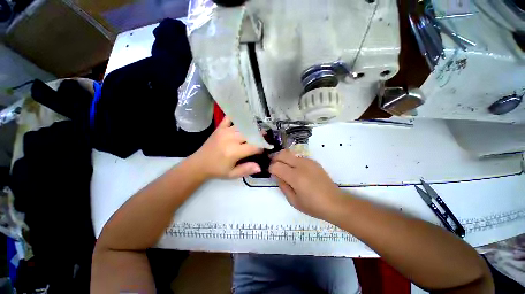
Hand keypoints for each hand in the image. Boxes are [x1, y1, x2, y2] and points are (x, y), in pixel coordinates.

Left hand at [191, 117, 262, 178]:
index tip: (265, 149)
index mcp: (234, 152)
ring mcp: (225, 131)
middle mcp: (231, 139)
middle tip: (264, 137)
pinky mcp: (219, 128)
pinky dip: (236, 117)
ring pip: (242, 126)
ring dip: (251, 128)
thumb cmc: (217, 170)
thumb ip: (246, 169)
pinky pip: (229, 118)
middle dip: (259, 136)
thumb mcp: (232, 174)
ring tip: (257, 130)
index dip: (261, 147)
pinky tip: (243, 119)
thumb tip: (260, 167)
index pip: (254, 147)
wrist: (199, 164)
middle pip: (250, 134)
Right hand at [269, 150, 343, 220]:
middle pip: (282, 154)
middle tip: (274, 167)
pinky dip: (292, 160)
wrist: (335, 203)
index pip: (276, 165)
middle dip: (275, 158)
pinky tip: (295, 170)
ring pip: (289, 153)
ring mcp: (308, 161)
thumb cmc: (313, 206)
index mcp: (295, 177)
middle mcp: (301, 165)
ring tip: (284, 168)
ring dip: (284, 158)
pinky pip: (298, 157)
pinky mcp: (313, 161)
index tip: (271, 174)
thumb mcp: (293, 201)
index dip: (270, 169)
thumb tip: (276, 175)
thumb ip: (282, 185)